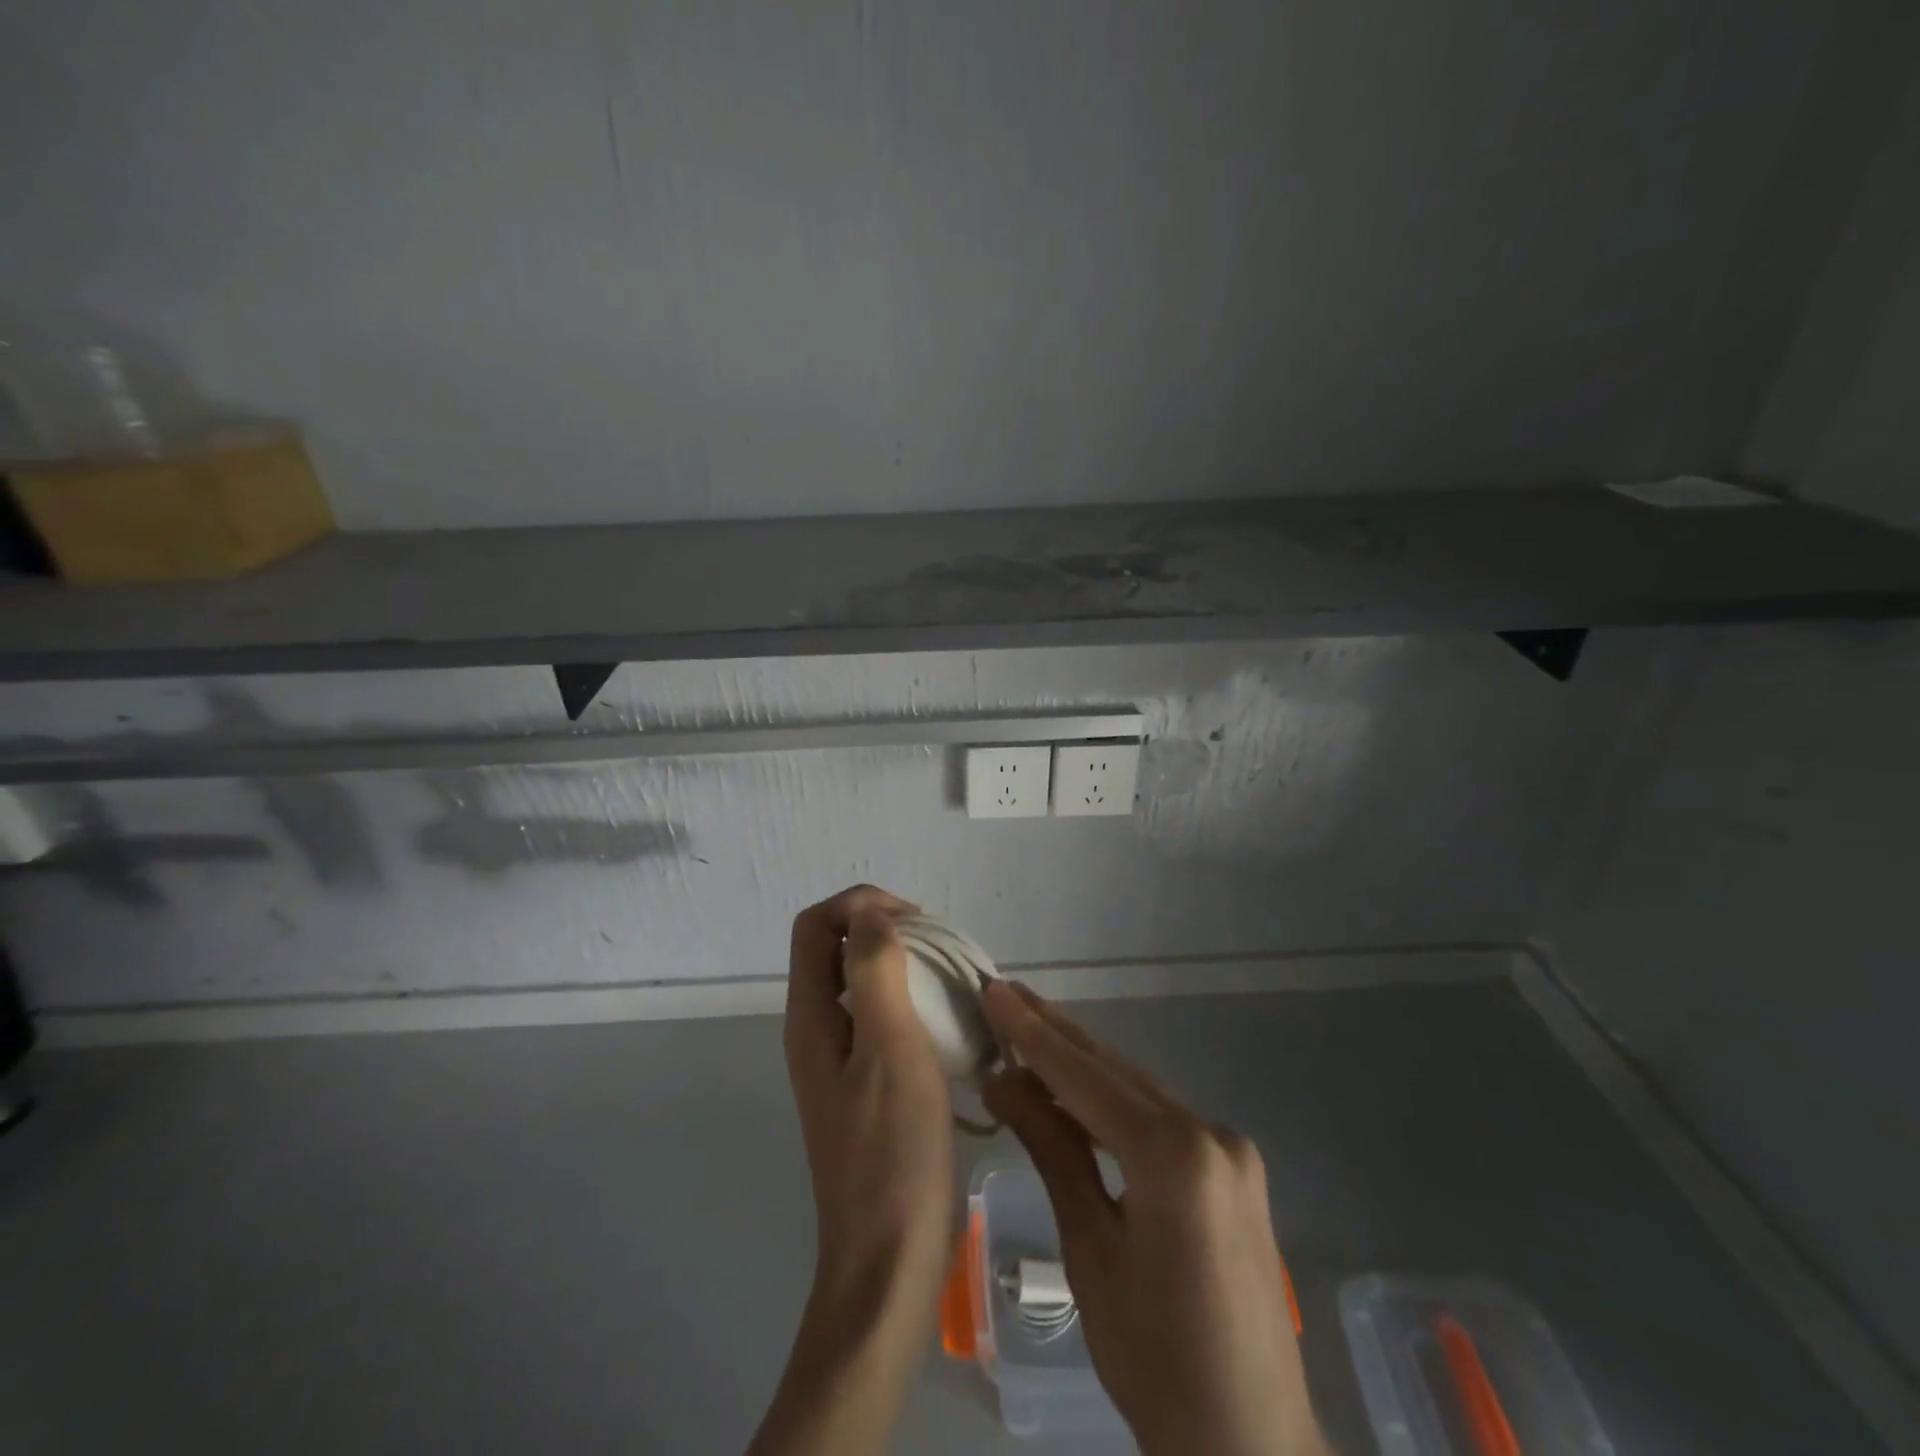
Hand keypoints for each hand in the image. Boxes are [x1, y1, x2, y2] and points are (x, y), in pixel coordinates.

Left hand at [749, 886, 956, 1455]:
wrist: (889, 1261)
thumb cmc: (892, 1152)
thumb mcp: (888, 1048)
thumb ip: (874, 971)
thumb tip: (872, 914)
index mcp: (810, 1017)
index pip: (815, 925)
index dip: (860, 904)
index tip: (917, 920)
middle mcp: (815, 1032)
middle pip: (835, 950)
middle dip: (885, 930)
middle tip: (941, 948)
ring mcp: (839, 1063)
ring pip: (862, 985)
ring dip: (903, 967)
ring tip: (953, 980)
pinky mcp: (865, 1089)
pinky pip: (882, 1021)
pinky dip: (912, 1004)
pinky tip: (951, 1025)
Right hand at [982, 981, 1325, 1455]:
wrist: (1250, 1446)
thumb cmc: (1154, 1362)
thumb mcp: (1089, 1250)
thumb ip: (1053, 1150)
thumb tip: (1002, 1080)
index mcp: (1176, 1157)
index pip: (1087, 1078)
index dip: (1034, 1035)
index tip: (996, 992)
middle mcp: (1211, 1133)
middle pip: (1116, 1072)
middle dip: (1056, 1034)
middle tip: (1006, 994)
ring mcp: (1229, 1147)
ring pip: (1138, 1090)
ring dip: (1082, 1064)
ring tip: (1028, 1028)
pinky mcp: (1233, 1166)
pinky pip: (1160, 1116)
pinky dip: (1113, 1100)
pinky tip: (1077, 1086)